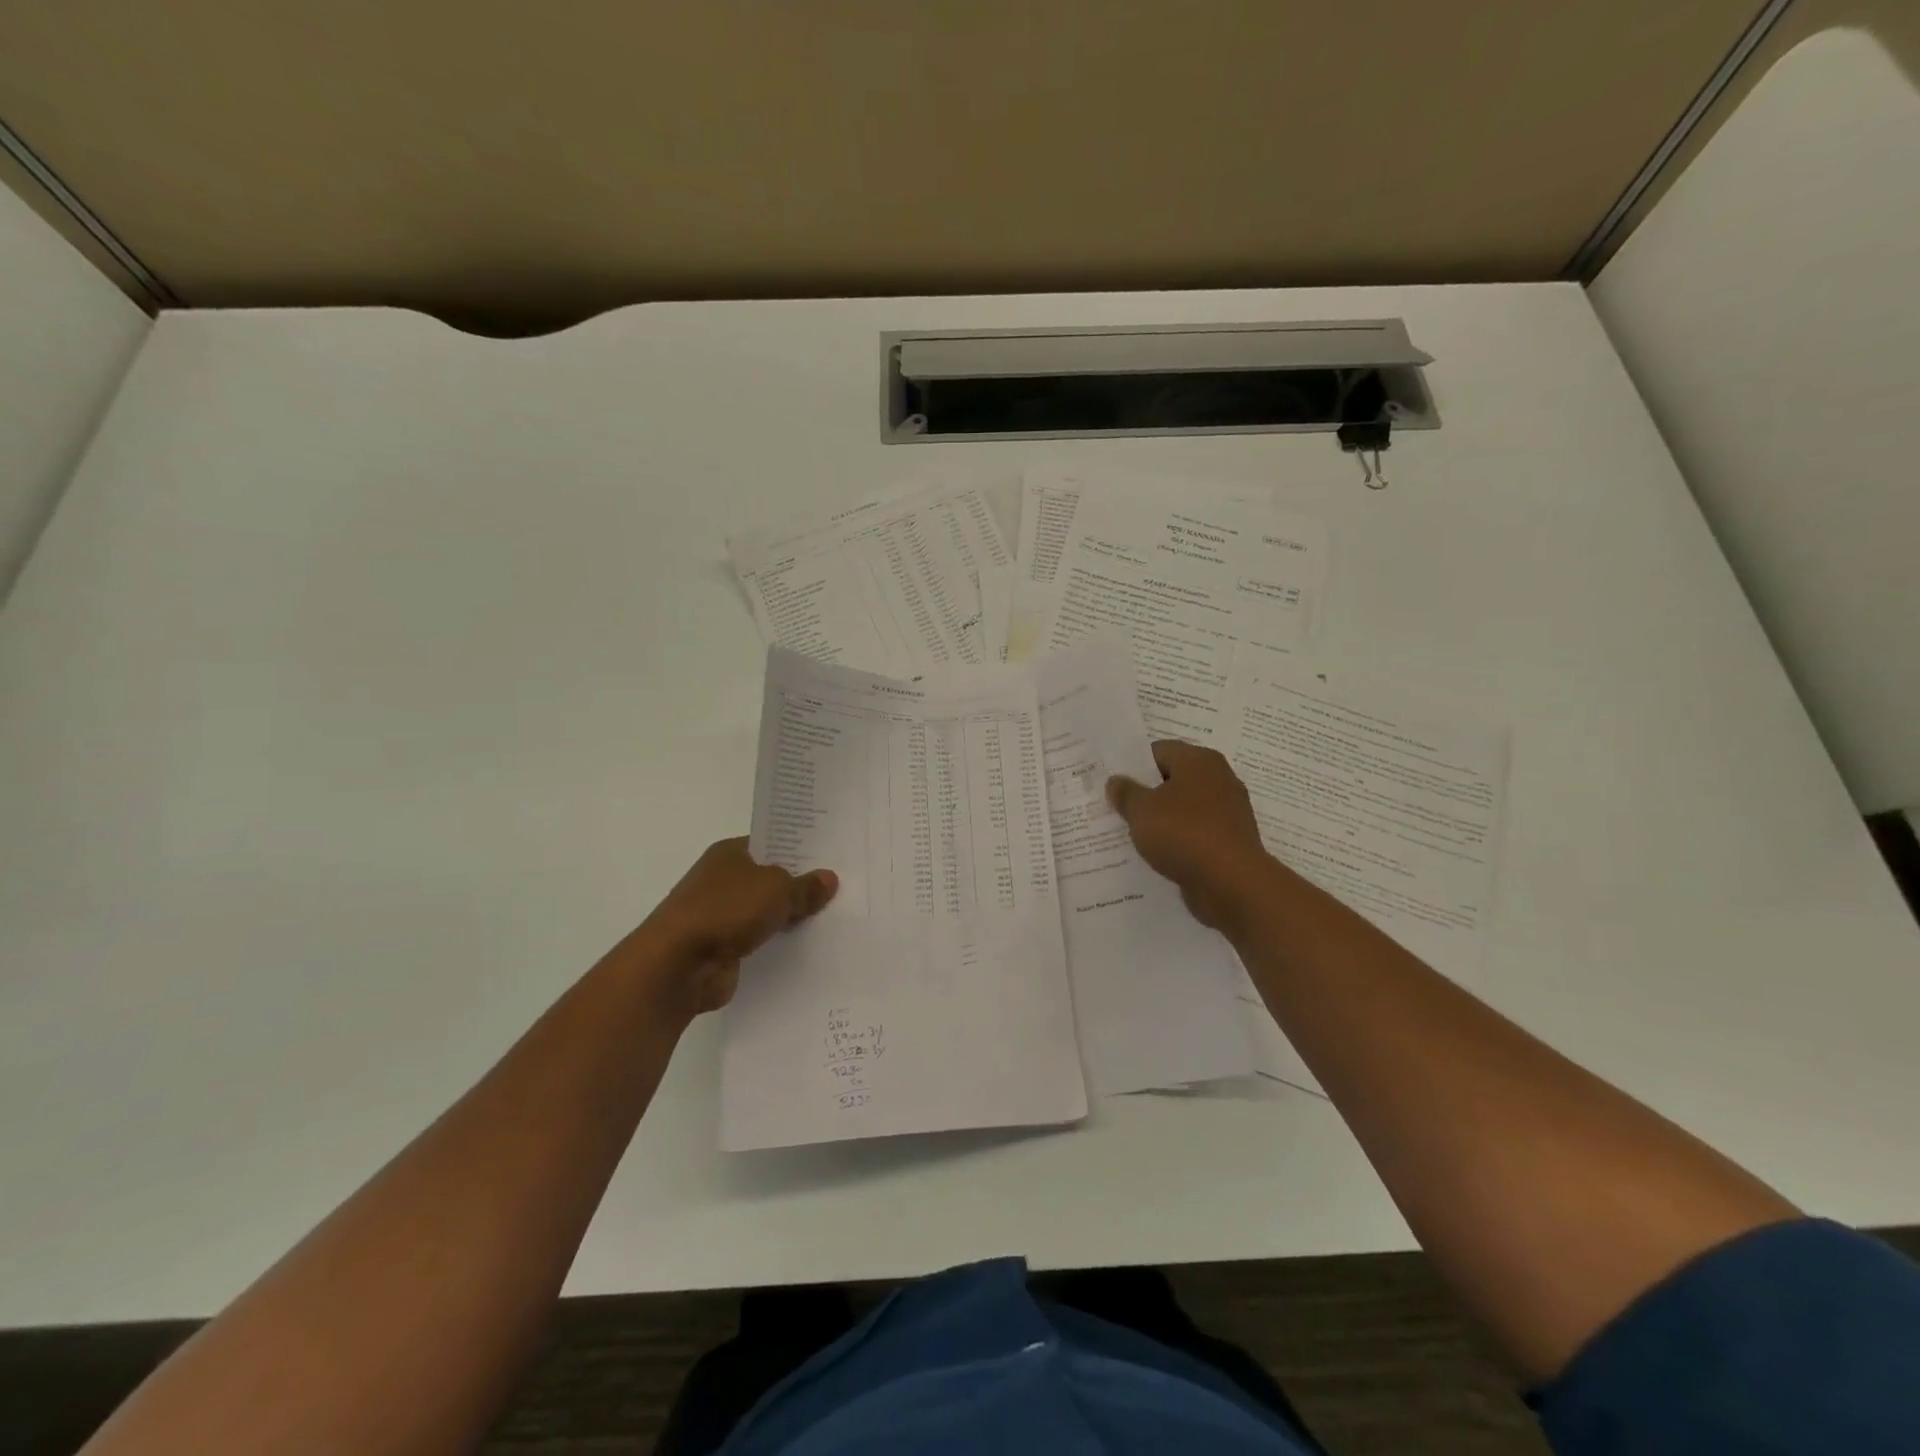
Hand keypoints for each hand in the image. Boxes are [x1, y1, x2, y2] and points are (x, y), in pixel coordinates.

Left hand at [635, 838, 837, 1020]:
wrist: (677, 966)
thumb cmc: (725, 911)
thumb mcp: (776, 890)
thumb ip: (804, 886)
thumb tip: (828, 879)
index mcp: (729, 853)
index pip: (770, 843)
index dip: (799, 849)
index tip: (831, 857)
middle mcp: (722, 879)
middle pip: (769, 879)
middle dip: (799, 886)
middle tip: (842, 889)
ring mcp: (719, 915)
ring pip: (765, 912)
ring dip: (788, 918)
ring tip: (832, 919)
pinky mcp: (721, 949)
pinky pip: (759, 941)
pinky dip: (776, 945)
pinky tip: (807, 949)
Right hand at [1107, 741, 1271, 935]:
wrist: (1231, 883)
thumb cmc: (1183, 834)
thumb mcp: (1141, 810)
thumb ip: (1125, 793)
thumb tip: (1116, 782)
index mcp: (1199, 760)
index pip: (1158, 751)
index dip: (1133, 766)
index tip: (1114, 786)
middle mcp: (1219, 778)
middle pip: (1173, 779)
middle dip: (1147, 793)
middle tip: (1119, 809)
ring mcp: (1228, 810)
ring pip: (1185, 808)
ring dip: (1163, 819)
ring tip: (1135, 834)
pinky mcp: (1231, 840)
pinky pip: (1197, 832)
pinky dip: (1179, 840)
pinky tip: (1160, 854)